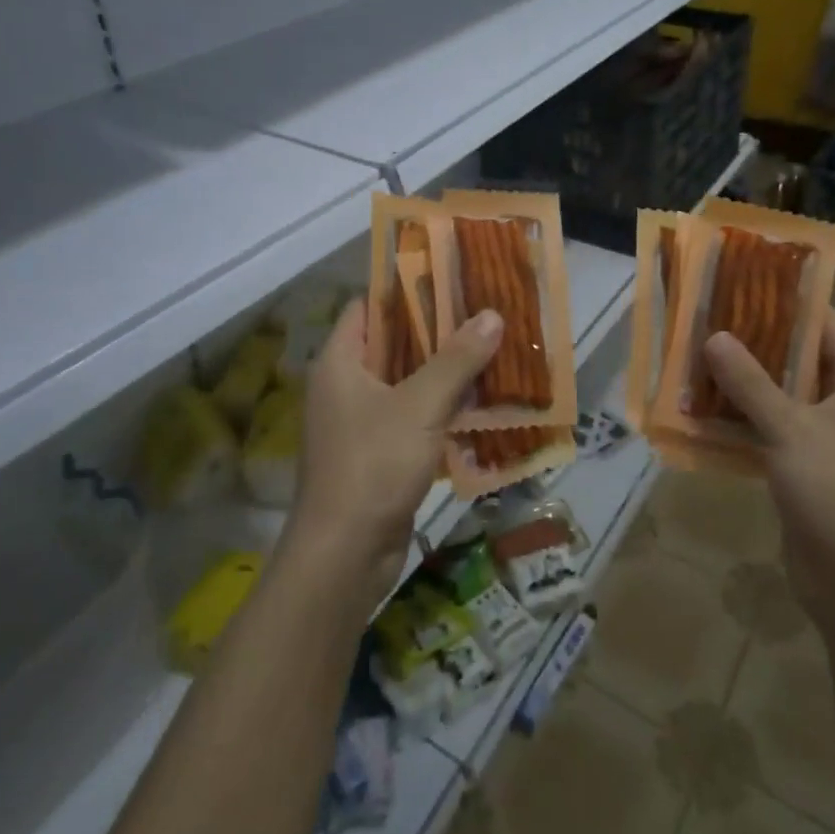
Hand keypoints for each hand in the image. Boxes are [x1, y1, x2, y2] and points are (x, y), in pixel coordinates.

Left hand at [288, 300, 502, 604]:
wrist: (345, 555)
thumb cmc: (373, 465)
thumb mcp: (420, 405)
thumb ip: (456, 359)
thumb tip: (492, 314)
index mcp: (340, 361)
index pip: (370, 306)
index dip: (407, 289)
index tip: (452, 278)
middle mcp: (346, 385)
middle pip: (394, 343)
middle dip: (438, 330)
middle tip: (485, 312)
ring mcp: (361, 421)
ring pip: (408, 381)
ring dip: (446, 370)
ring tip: (493, 349)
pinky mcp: (379, 452)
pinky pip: (414, 415)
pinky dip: (443, 406)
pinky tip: (482, 401)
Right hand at [704, 309, 834, 626]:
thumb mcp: (791, 430)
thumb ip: (750, 383)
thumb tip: (713, 335)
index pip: (827, 324)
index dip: (788, 301)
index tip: (743, 282)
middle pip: (799, 359)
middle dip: (754, 342)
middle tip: (706, 319)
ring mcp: (830, 441)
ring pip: (781, 398)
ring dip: (743, 385)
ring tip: (694, 359)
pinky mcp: (808, 471)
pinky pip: (772, 433)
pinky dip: (742, 423)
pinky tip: (701, 413)